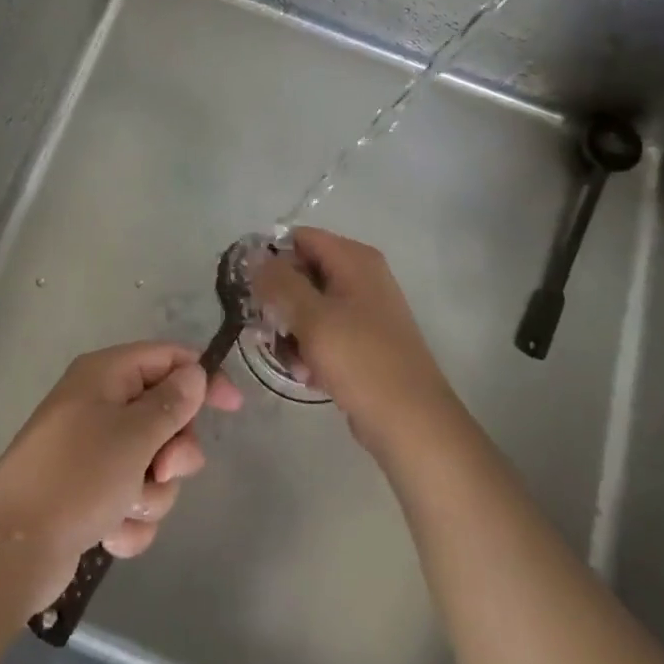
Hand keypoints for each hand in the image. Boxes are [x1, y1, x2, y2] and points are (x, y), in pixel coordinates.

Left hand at [0, 342, 242, 612]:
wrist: (10, 549)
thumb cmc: (75, 476)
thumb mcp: (133, 435)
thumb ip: (172, 403)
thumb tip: (194, 373)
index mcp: (106, 376)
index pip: (167, 359)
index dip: (202, 378)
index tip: (232, 407)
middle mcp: (100, 406)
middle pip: (165, 417)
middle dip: (172, 451)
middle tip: (162, 469)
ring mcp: (94, 453)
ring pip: (153, 466)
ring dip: (150, 493)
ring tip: (123, 507)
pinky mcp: (90, 495)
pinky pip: (132, 501)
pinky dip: (128, 520)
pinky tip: (109, 534)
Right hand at [251, 228, 459, 454]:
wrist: (412, 424)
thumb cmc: (362, 362)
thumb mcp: (313, 318)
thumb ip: (279, 283)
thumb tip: (255, 258)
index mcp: (354, 259)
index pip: (300, 238)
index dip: (271, 259)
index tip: (250, 289)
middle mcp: (361, 276)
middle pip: (302, 272)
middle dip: (280, 301)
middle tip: (265, 329)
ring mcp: (363, 310)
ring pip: (308, 306)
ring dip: (291, 331)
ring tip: (292, 361)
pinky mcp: (362, 341)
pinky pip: (323, 332)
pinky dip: (310, 349)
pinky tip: (308, 375)